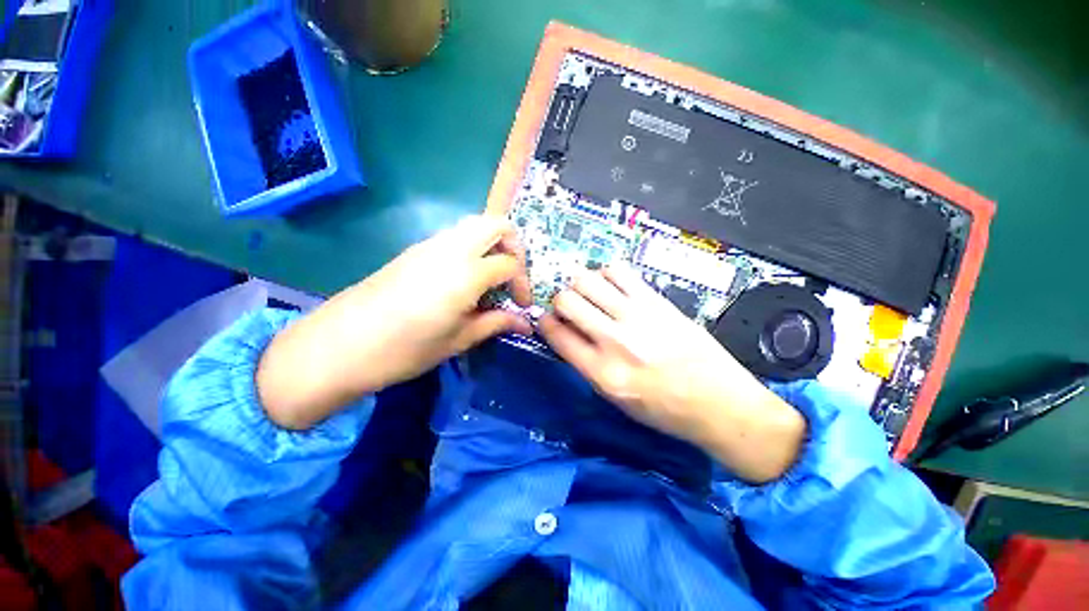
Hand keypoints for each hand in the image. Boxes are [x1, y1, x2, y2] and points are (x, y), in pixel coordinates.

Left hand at [257, 215, 532, 429]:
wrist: (340, 345)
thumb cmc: (405, 349)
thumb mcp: (459, 339)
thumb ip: (496, 323)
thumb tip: (526, 323)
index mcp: (466, 274)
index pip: (510, 263)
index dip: (523, 283)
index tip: (521, 305)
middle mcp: (451, 249)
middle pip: (496, 224)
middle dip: (514, 245)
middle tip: (511, 275)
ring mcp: (429, 245)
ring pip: (474, 225)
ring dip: (491, 244)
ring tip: (490, 277)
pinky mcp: (414, 250)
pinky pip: (454, 236)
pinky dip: (471, 248)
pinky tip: (464, 279)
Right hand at [538, 265, 805, 482]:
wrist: (721, 403)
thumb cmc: (665, 410)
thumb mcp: (616, 400)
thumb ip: (586, 364)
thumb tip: (567, 333)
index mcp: (602, 372)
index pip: (557, 334)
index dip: (545, 322)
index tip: (548, 319)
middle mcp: (615, 341)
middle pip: (567, 300)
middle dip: (560, 300)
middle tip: (570, 307)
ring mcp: (638, 316)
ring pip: (589, 280)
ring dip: (581, 284)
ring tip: (590, 294)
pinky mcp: (657, 301)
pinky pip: (620, 272)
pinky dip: (607, 274)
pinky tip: (612, 285)